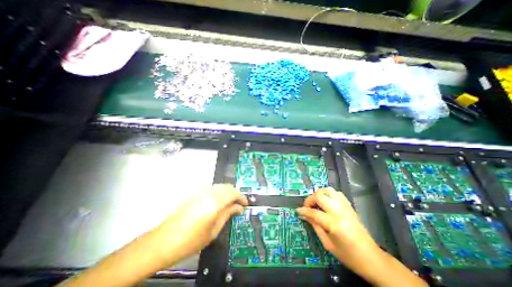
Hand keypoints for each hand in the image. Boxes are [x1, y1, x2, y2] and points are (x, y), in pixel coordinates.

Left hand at [152, 185, 246, 265]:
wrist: (164, 241)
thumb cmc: (191, 241)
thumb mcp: (213, 231)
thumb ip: (227, 215)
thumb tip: (239, 208)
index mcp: (214, 204)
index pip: (233, 194)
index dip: (242, 197)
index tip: (246, 203)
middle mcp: (208, 194)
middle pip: (227, 187)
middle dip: (236, 194)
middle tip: (239, 204)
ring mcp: (201, 192)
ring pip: (220, 186)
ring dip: (228, 192)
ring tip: (230, 203)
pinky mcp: (195, 194)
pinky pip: (212, 188)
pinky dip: (220, 192)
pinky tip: (219, 201)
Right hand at [296, 189, 428, 286]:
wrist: (372, 258)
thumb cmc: (348, 256)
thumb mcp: (328, 244)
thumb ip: (315, 226)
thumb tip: (305, 215)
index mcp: (334, 224)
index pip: (314, 212)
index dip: (304, 210)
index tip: (298, 210)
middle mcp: (339, 211)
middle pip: (320, 195)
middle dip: (310, 199)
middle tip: (308, 206)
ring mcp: (345, 207)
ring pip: (328, 190)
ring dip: (319, 194)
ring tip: (317, 202)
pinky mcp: (349, 206)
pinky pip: (336, 193)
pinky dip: (328, 194)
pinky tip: (327, 202)